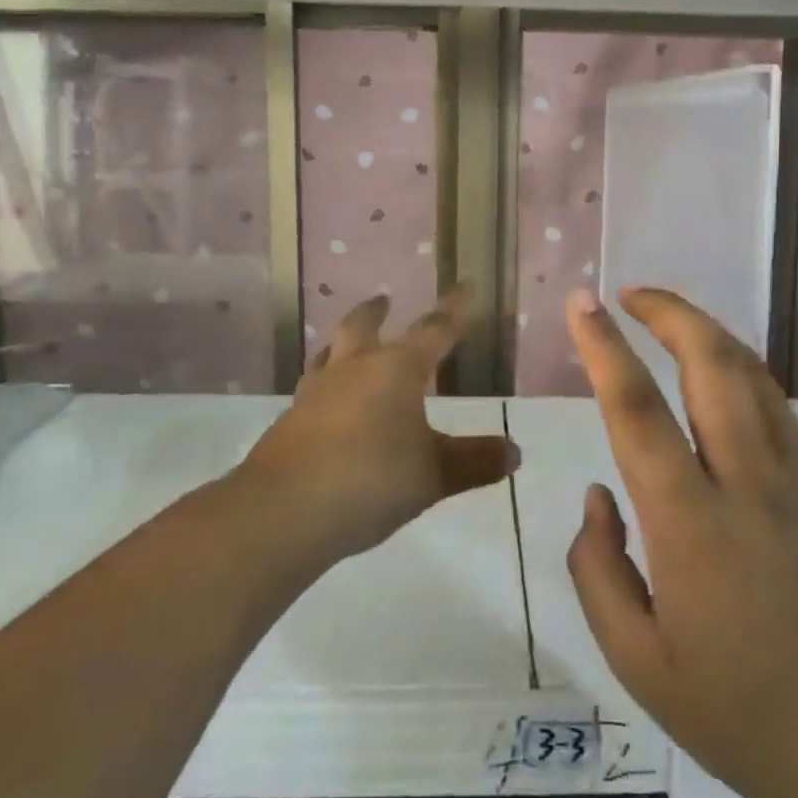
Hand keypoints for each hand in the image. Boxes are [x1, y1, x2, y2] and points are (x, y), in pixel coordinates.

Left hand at [241, 290, 518, 563]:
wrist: (284, 510)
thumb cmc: (371, 480)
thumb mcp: (434, 475)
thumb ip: (474, 461)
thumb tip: (514, 452)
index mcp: (396, 370)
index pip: (433, 330)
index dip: (453, 310)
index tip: (464, 287)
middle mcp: (353, 369)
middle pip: (362, 326)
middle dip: (376, 312)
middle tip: (383, 301)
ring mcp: (315, 392)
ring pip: (329, 353)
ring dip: (342, 343)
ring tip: (347, 345)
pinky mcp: (290, 419)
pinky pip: (312, 388)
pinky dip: (325, 384)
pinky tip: (327, 404)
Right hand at [564, 287, 797, 797]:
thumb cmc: (737, 713)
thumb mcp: (636, 661)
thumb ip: (598, 568)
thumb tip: (599, 494)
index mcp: (692, 527)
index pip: (637, 411)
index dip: (604, 348)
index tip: (582, 303)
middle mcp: (751, 486)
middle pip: (713, 365)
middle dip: (669, 312)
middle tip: (631, 295)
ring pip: (754, 378)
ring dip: (707, 335)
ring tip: (670, 323)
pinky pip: (779, 416)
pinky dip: (739, 382)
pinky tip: (717, 396)